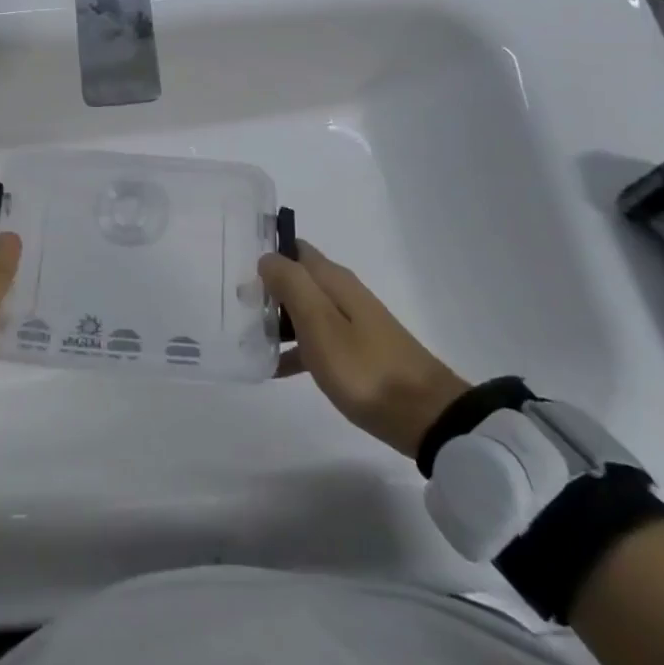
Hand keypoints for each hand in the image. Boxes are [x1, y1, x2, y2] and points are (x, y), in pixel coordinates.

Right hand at [259, 240, 468, 457]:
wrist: (425, 415)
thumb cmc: (364, 367)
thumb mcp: (319, 323)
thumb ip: (291, 284)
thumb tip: (267, 257)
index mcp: (333, 280)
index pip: (295, 249)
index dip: (267, 255)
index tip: (238, 272)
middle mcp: (343, 293)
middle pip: (298, 279)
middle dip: (268, 290)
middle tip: (237, 310)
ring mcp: (352, 323)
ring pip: (305, 310)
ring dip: (278, 320)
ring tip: (248, 339)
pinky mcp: (358, 352)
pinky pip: (317, 339)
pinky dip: (296, 347)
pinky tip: (277, 368)